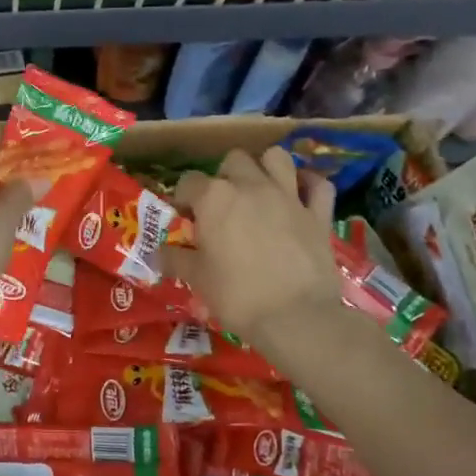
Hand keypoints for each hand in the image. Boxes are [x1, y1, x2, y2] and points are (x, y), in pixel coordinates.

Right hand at [162, 147, 350, 345]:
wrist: (296, 318)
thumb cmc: (237, 296)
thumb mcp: (196, 279)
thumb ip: (175, 259)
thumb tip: (157, 252)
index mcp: (214, 198)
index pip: (188, 182)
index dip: (183, 199)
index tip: (184, 219)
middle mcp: (250, 186)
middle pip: (233, 160)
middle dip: (224, 177)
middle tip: (222, 206)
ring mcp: (288, 196)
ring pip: (276, 158)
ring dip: (265, 168)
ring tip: (259, 190)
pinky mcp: (318, 213)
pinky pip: (318, 185)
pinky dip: (309, 185)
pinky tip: (300, 195)